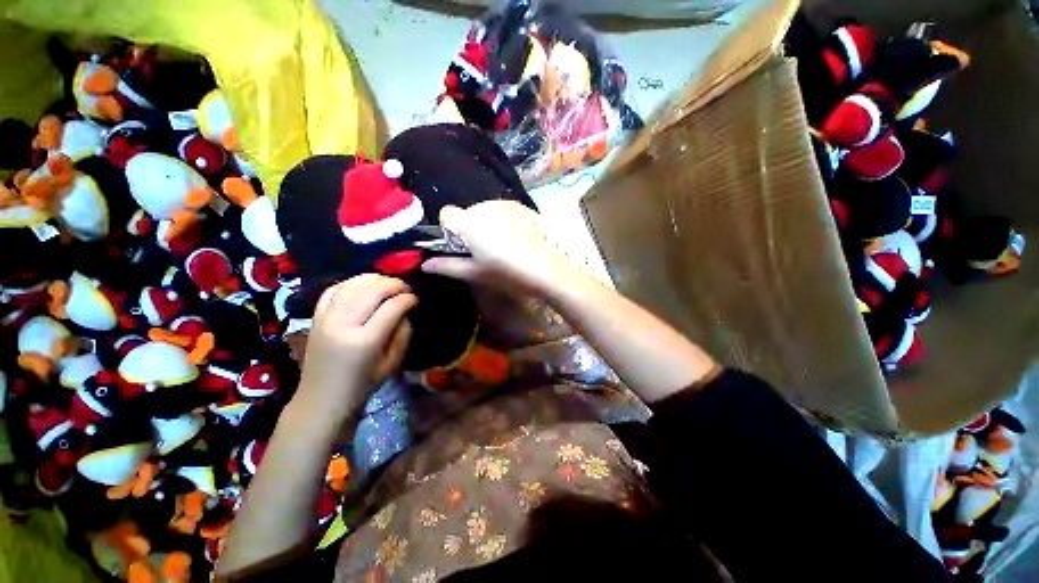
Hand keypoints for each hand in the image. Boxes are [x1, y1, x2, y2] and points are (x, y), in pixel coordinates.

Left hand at [295, 274, 416, 421]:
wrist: (321, 399)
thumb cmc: (362, 385)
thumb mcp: (392, 363)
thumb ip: (403, 334)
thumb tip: (405, 310)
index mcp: (365, 341)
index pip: (391, 307)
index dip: (407, 299)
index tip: (415, 299)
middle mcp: (343, 325)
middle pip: (371, 291)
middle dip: (393, 284)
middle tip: (405, 288)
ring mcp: (325, 319)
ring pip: (351, 285)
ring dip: (373, 279)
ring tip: (387, 282)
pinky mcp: (315, 318)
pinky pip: (332, 290)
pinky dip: (350, 283)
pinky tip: (363, 285)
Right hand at [421, 201, 576, 294]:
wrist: (544, 268)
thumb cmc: (505, 272)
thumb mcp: (475, 273)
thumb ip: (447, 266)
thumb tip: (425, 264)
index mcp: (468, 222)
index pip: (446, 214)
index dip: (450, 229)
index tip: (462, 246)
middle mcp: (484, 206)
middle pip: (468, 213)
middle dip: (471, 228)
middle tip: (486, 251)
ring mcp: (505, 204)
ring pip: (487, 211)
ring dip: (489, 224)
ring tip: (505, 245)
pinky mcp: (522, 206)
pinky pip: (505, 211)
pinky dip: (505, 221)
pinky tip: (518, 238)